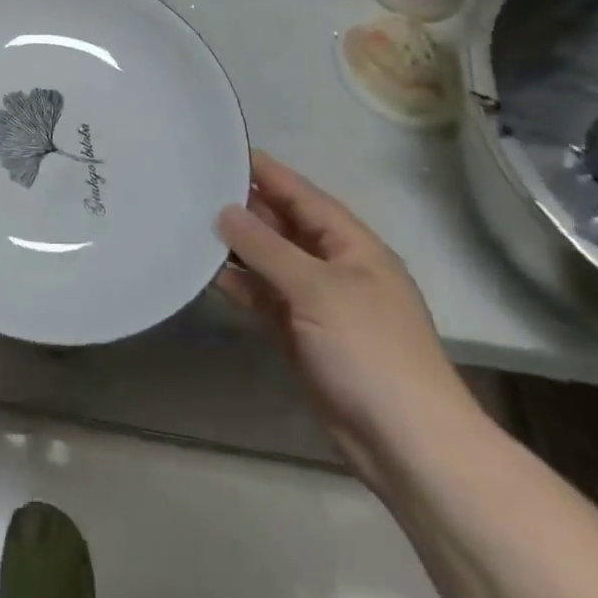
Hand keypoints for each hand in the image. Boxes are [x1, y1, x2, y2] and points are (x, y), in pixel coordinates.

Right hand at [216, 151, 483, 486]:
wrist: (409, 447)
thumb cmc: (370, 352)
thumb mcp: (317, 289)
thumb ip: (266, 247)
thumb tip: (225, 210)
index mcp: (350, 243)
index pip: (299, 193)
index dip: (263, 171)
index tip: (219, 149)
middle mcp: (333, 264)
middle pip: (281, 224)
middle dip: (242, 206)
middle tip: (191, 187)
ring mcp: (317, 301)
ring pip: (268, 260)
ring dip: (236, 246)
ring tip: (188, 224)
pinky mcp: (301, 333)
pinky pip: (264, 295)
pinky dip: (239, 284)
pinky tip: (207, 272)